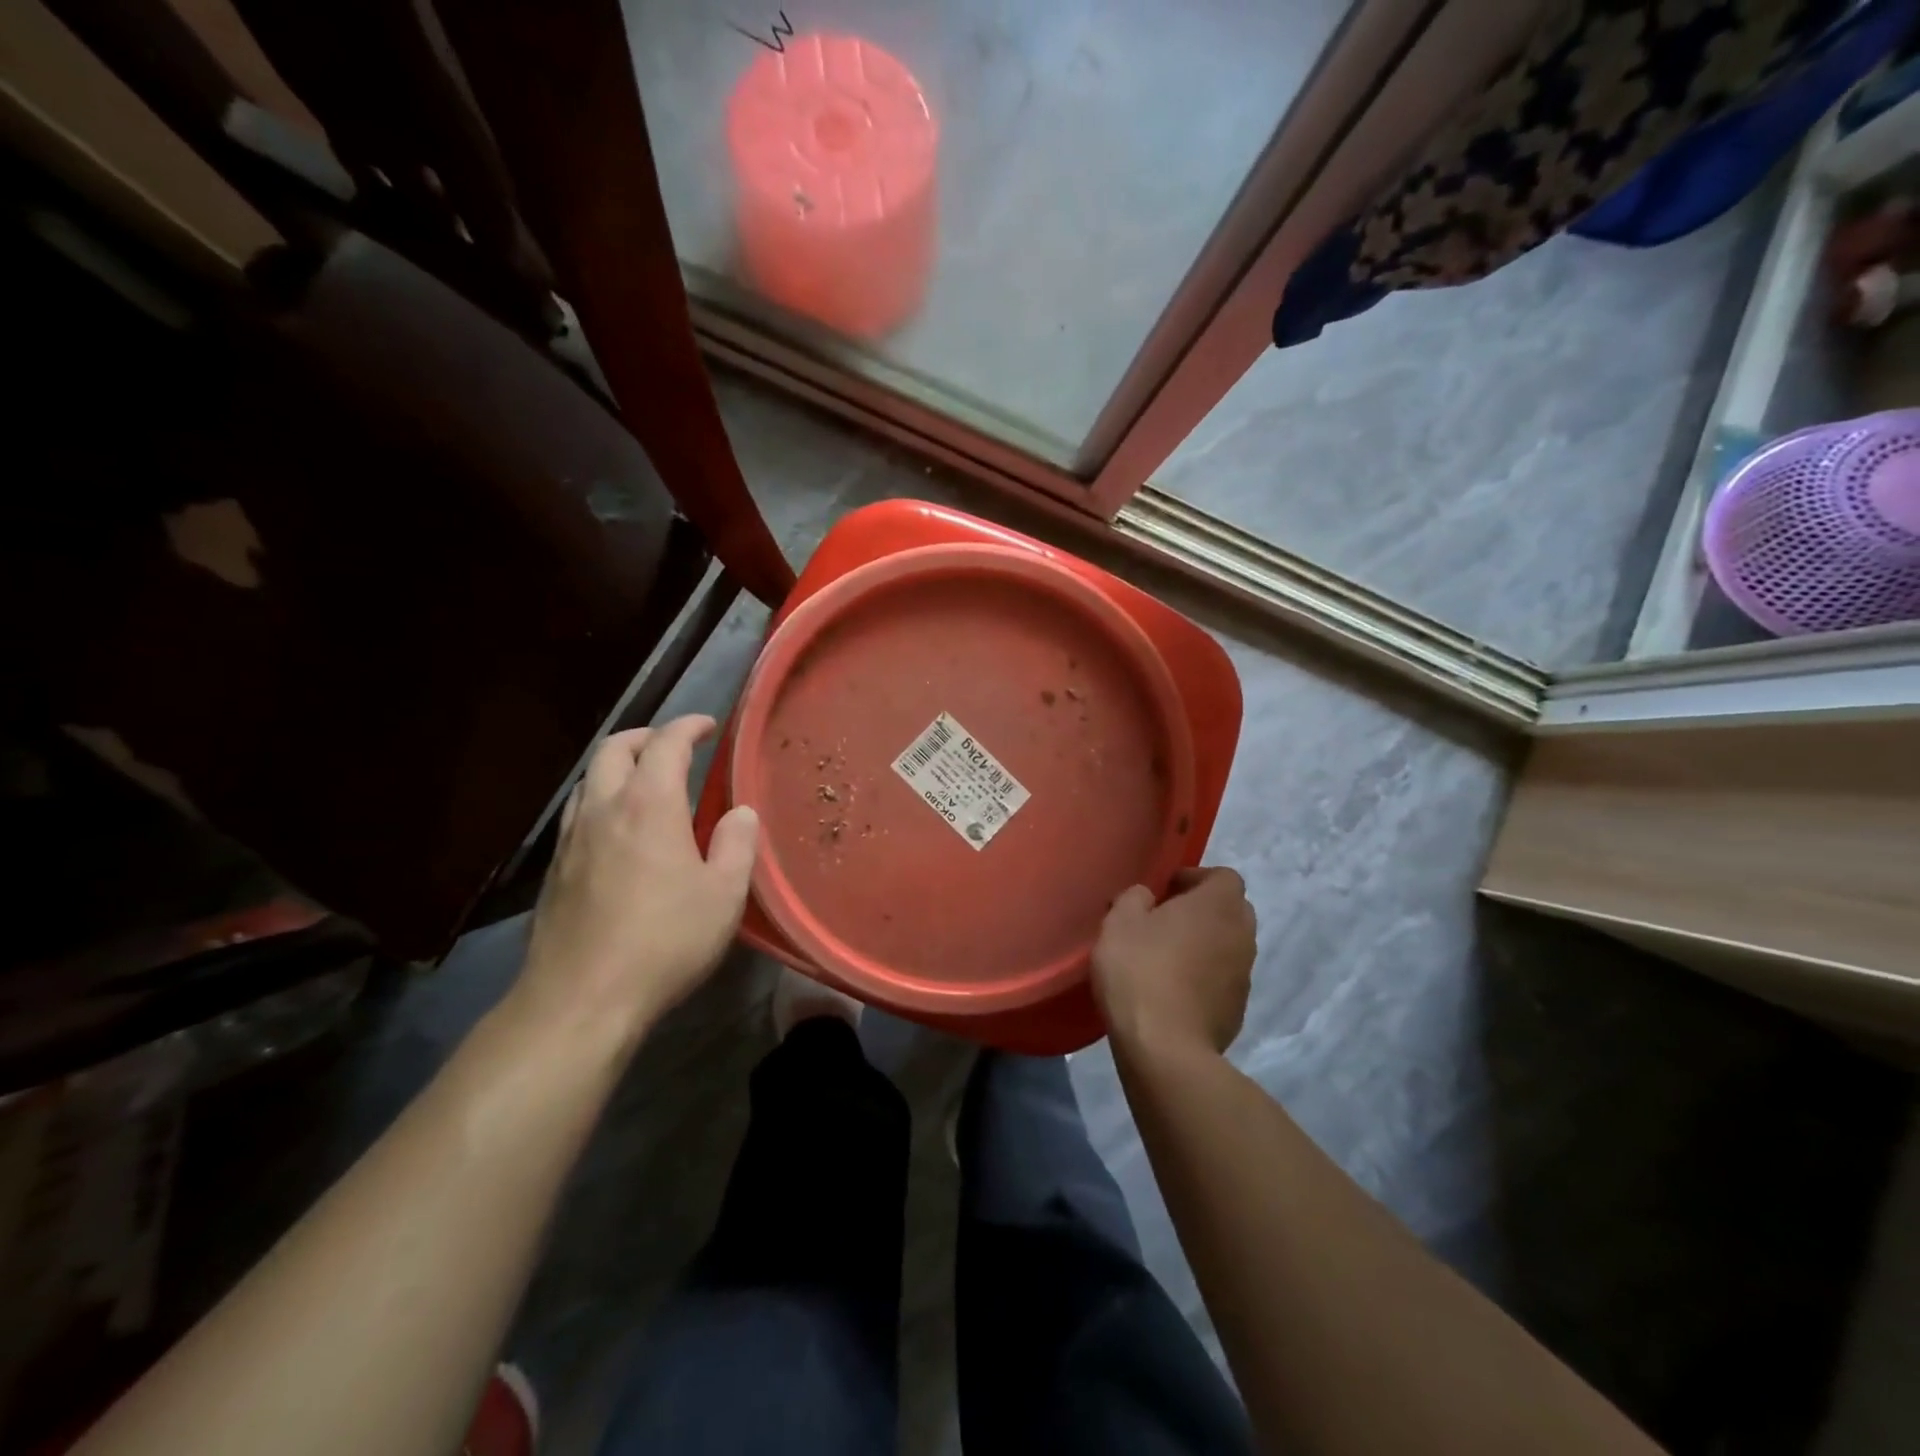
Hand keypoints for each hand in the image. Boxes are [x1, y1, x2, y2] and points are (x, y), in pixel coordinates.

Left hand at [510, 716, 758, 1052]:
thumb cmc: (664, 941)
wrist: (581, 998)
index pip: (665, 743)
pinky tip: (618, 831)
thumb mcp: (724, 895)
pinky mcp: (554, 870)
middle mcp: (604, 809)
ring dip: (619, 766)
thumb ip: (736, 844)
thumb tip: (740, 812)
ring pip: (590, 779)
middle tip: (674, 747)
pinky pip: (578, 813)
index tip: (708, 726)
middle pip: (615, 749)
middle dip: (646, 737)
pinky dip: (602, 800)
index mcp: (649, 805)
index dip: (688, 727)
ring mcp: (571, 839)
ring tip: (646, 783)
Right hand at [1092, 868, 1255, 1056]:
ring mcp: (1245, 975)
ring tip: (1166, 957)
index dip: (1195, 878)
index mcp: (1218, 905)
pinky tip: (1173, 991)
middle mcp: (1242, 934)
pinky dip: (1205, 977)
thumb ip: (1134, 897)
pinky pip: (1223, 979)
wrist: (1166, 1048)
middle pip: (1231, 909)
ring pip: (1229, 945)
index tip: (1165, 891)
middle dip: (1202, 910)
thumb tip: (1147, 895)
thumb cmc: (1140, 971)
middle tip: (1165, 920)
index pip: (1223, 876)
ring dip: (1205, 944)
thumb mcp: (1119, 922)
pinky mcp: (1239, 1009)